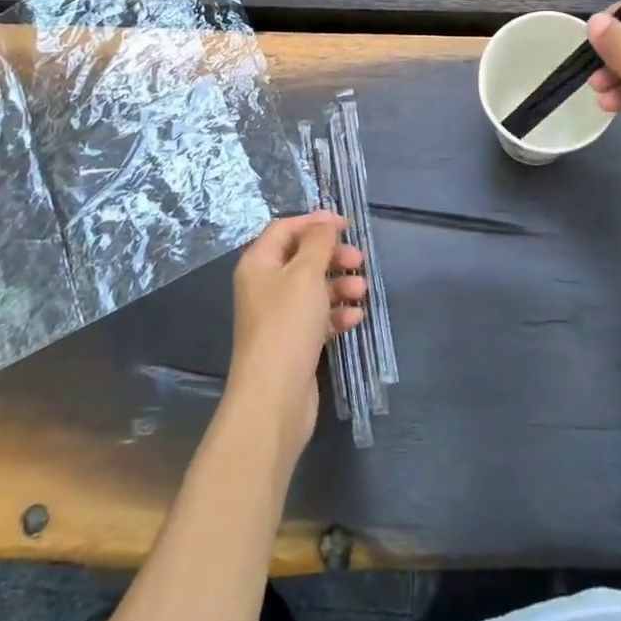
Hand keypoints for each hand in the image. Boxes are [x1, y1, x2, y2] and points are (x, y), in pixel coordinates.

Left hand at [226, 212, 366, 466]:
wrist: (274, 397)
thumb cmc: (287, 325)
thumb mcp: (306, 274)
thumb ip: (318, 242)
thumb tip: (324, 222)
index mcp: (258, 264)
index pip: (285, 228)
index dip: (314, 222)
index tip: (346, 225)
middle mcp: (264, 286)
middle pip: (301, 257)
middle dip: (332, 255)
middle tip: (359, 259)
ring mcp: (278, 316)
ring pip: (313, 287)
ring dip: (339, 284)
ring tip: (361, 289)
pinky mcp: (293, 342)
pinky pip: (317, 316)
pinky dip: (336, 313)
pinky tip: (354, 317)